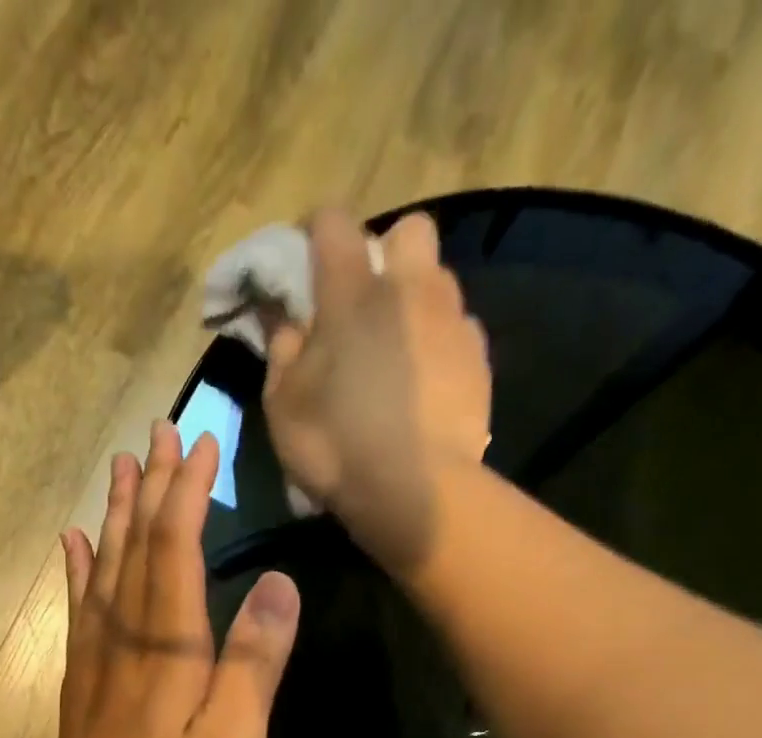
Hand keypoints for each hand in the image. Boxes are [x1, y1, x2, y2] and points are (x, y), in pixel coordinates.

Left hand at [53, 422, 300, 737]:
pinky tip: (74, 542)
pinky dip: (77, 568)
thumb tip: (279, 584)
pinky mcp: (81, 680)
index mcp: (168, 644)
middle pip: (135, 545)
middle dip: (152, 486)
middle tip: (161, 432)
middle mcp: (125, 635)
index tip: (204, 444)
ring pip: (103, 567)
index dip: (189, 493)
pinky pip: (78, 608)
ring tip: (120, 467)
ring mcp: (95, 657)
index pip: (176, 548)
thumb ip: (255, 661)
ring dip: (115, 513)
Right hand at [263, 209, 490, 573]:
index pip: (333, 223)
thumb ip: (282, 351)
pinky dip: (439, 344)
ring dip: (416, 299)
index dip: (316, 232)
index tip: (306, 262)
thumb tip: (286, 321)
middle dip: (387, 251)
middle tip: (366, 303)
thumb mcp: (283, 405)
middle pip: (409, 230)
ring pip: (439, 280)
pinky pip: (458, 329)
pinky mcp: (479, 358)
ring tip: (397, 349)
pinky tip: (425, 383)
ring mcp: (452, 321)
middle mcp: (409, 289)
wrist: (414, 490)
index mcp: (353, 293)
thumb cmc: (335, 445)